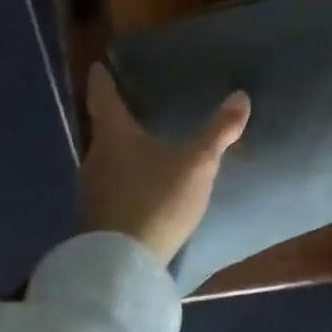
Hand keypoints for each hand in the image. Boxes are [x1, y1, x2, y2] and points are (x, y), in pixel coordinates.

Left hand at [79, 63, 250, 263]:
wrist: (123, 264)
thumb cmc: (157, 199)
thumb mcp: (197, 163)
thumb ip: (219, 131)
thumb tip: (241, 96)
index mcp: (115, 135)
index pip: (103, 98)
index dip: (102, 81)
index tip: (98, 67)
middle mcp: (95, 157)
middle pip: (103, 130)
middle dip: (116, 120)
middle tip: (132, 108)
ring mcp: (91, 190)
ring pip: (105, 160)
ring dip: (120, 152)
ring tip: (141, 148)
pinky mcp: (96, 217)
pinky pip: (109, 186)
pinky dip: (123, 179)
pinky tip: (139, 186)